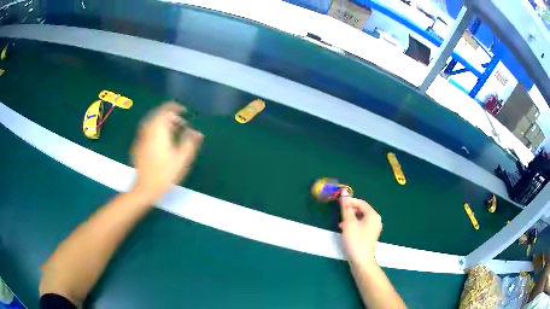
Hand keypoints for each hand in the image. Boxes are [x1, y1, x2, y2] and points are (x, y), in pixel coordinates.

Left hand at [130, 102, 202, 200]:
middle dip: (170, 116)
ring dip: (163, 123)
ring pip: (152, 123)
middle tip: (181, 124)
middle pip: (158, 115)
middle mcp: (148, 131)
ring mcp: (141, 138)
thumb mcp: (182, 159)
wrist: (145, 189)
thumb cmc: (165, 174)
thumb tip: (197, 132)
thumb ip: (190, 143)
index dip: (175, 107)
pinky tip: (163, 142)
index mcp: (158, 130)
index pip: (165, 110)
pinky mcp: (138, 146)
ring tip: (173, 132)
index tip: (185, 111)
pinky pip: (148, 131)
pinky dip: (157, 131)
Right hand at [339, 195, 381, 267]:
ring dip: (350, 218)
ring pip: (360, 218)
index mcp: (373, 215)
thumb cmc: (355, 240)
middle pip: (361, 209)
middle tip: (339, 214)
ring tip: (341, 223)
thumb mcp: (348, 223)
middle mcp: (376, 219)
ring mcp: (374, 228)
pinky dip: (353, 225)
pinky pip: (361, 225)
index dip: (349, 201)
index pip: (360, 202)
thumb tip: (344, 192)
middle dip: (350, 210)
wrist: (361, 261)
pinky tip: (346, 230)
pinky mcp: (370, 235)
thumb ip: (346, 207)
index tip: (338, 203)